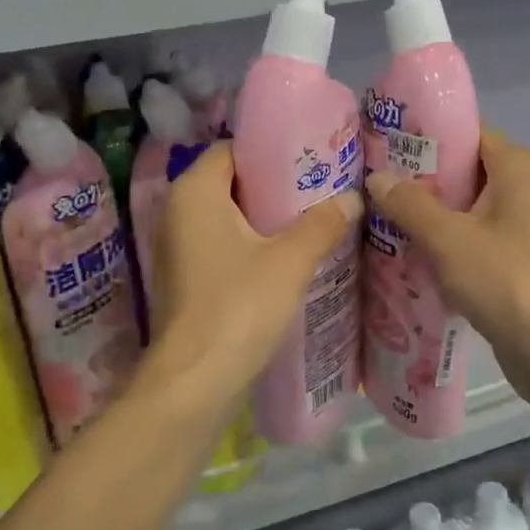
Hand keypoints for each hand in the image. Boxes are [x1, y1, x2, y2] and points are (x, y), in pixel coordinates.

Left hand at [143, 142, 361, 426]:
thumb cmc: (238, 307)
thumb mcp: (290, 261)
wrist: (195, 380)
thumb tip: (352, 199)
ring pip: (228, 217)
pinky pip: (222, 245)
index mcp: (194, 192)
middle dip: (275, 186)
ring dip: (266, 219)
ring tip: (314, 219)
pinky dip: (251, 245)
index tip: (312, 158)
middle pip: (231, 182)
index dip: (271, 151)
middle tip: (321, 189)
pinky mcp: (186, 277)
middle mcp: (177, 211)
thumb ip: (322, 224)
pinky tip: (288, 257)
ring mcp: (178, 247)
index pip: (232, 149)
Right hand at [365, 130, 529, 412]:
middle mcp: (523, 189)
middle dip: (418, 179)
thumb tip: (376, 178)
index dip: (425, 137)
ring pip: (464, 208)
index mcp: (516, 168)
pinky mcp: (513, 259)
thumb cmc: (504, 278)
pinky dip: (442, 241)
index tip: (382, 145)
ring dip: (426, 214)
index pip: (467, 134)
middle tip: (371, 184)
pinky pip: (470, 237)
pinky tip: (404, 251)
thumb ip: (409, 204)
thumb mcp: (447, 237)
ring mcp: (520, 227)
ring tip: (378, 216)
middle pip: (463, 171)